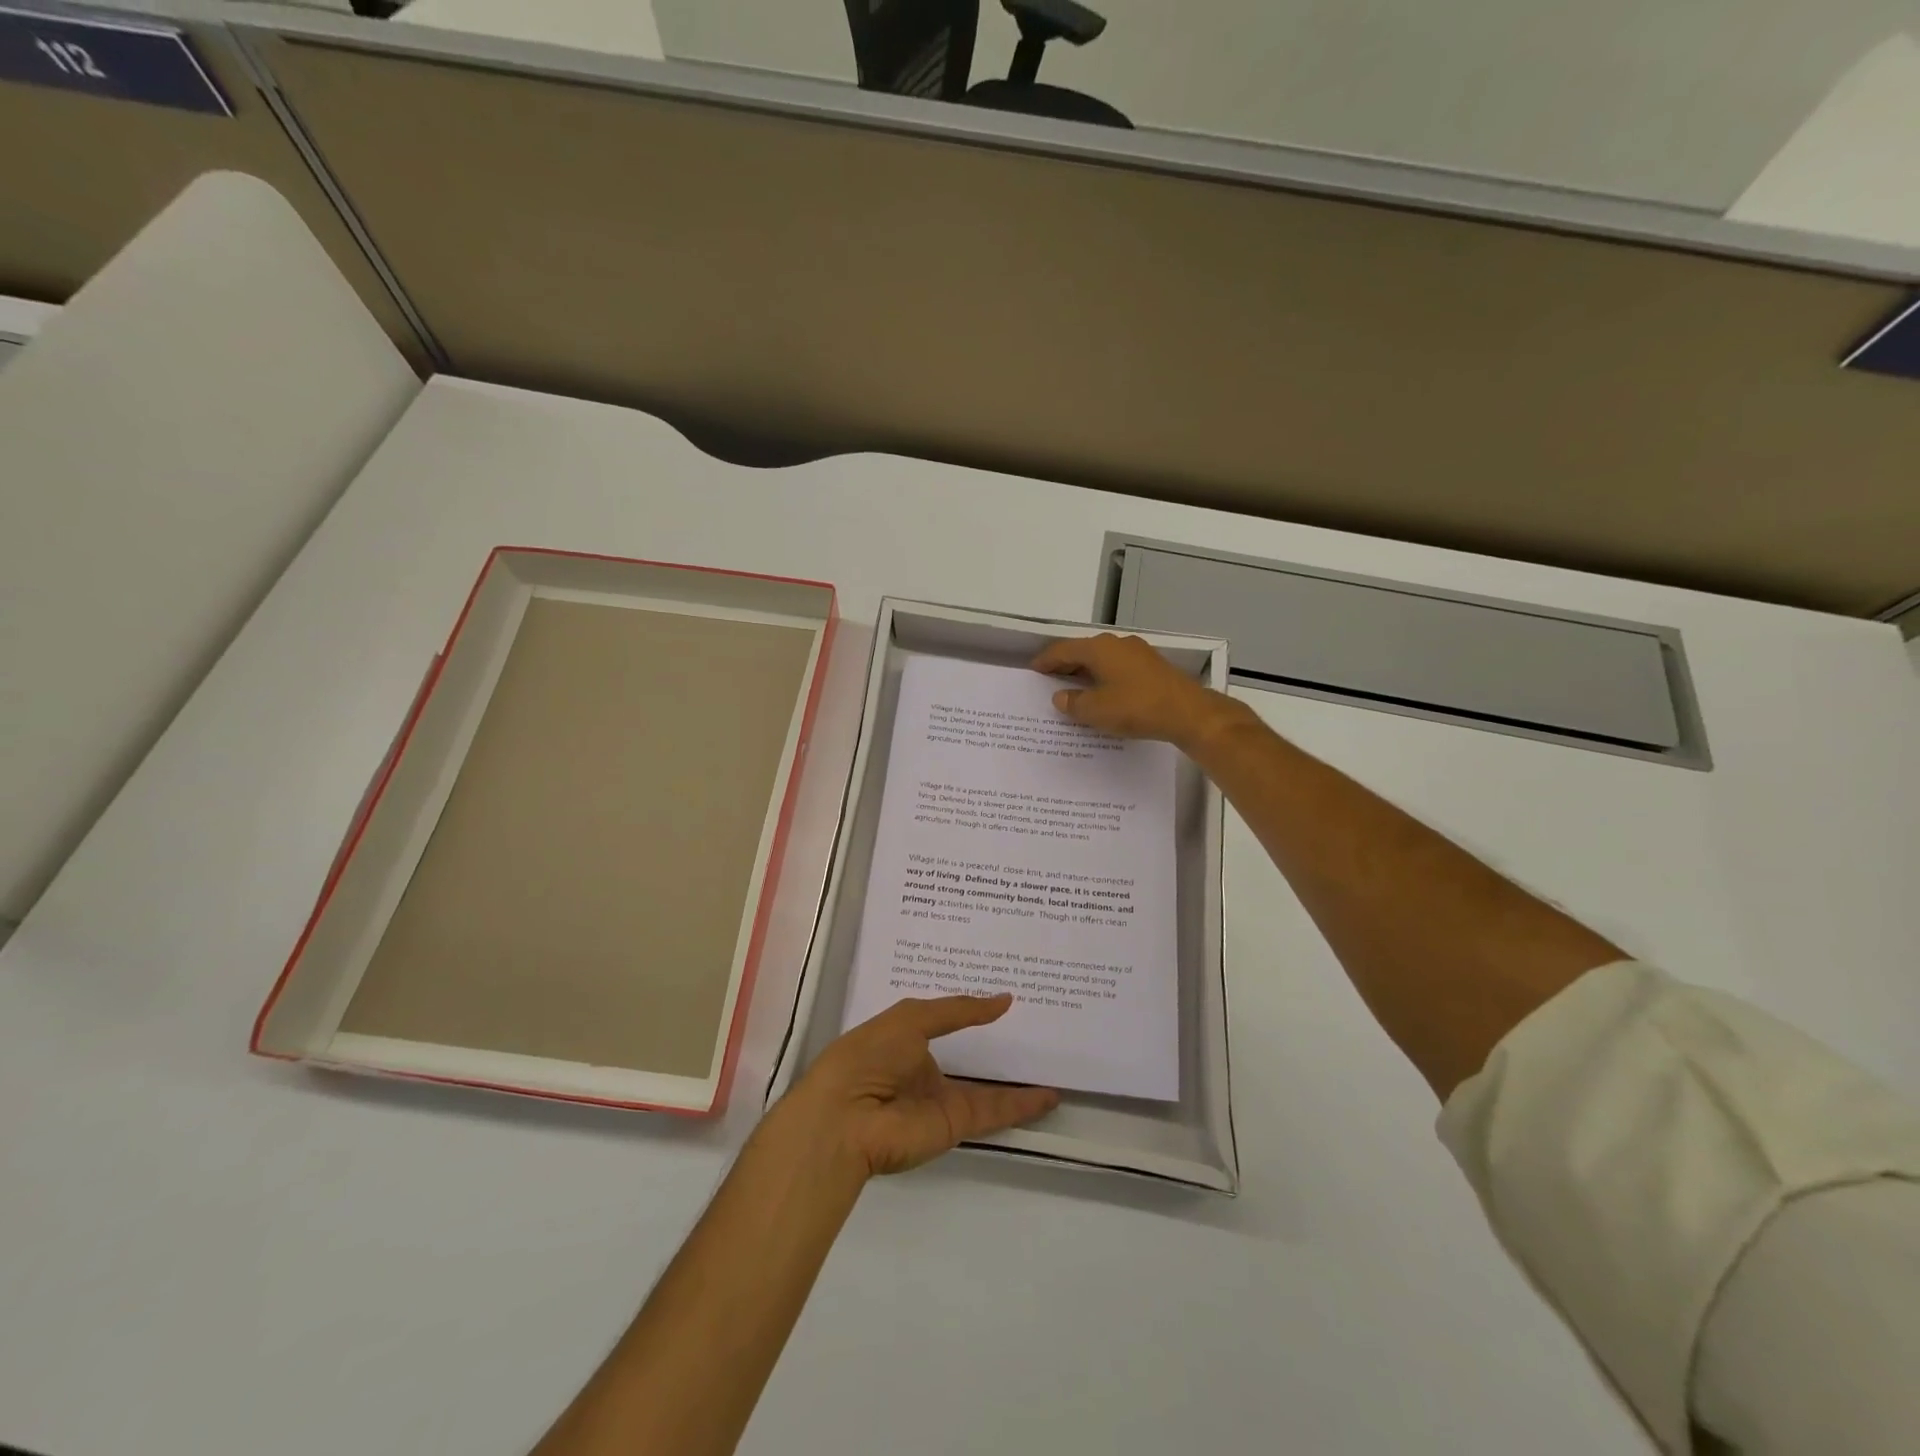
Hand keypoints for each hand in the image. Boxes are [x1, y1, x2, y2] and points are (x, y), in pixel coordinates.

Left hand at [777, 995, 1058, 1177]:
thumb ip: (959, 1010)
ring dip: (1017, 1080)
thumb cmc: (870, 1055)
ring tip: (1053, 1063)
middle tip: (1036, 1026)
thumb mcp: (912, 1018)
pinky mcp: (955, 1124)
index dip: (970, 1009)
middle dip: (996, 1045)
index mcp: (905, 1039)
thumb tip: (1003, 1000)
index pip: (944, 1021)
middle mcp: (923, 1069)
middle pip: (968, 1056)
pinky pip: (994, 1110)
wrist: (846, 1118)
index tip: (1002, 996)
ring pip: (987, 1088)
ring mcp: (940, 1099)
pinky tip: (1050, 1095)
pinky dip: (1022, 1105)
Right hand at [1032, 633, 1245, 750]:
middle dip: (1066, 665)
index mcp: (1099, 649)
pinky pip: (1118, 668)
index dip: (1046, 660)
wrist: (1187, 713)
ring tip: (1074, 689)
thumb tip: (1061, 697)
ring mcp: (1138, 653)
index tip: (1034, 669)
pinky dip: (1105, 677)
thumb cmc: (1136, 707)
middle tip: (1050, 680)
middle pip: (1083, 651)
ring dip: (1086, 672)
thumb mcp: (1096, 710)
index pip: (1063, 650)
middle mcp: (1117, 644)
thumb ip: (1073, 703)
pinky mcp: (1152, 667)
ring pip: (1103, 659)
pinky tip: (1103, 693)